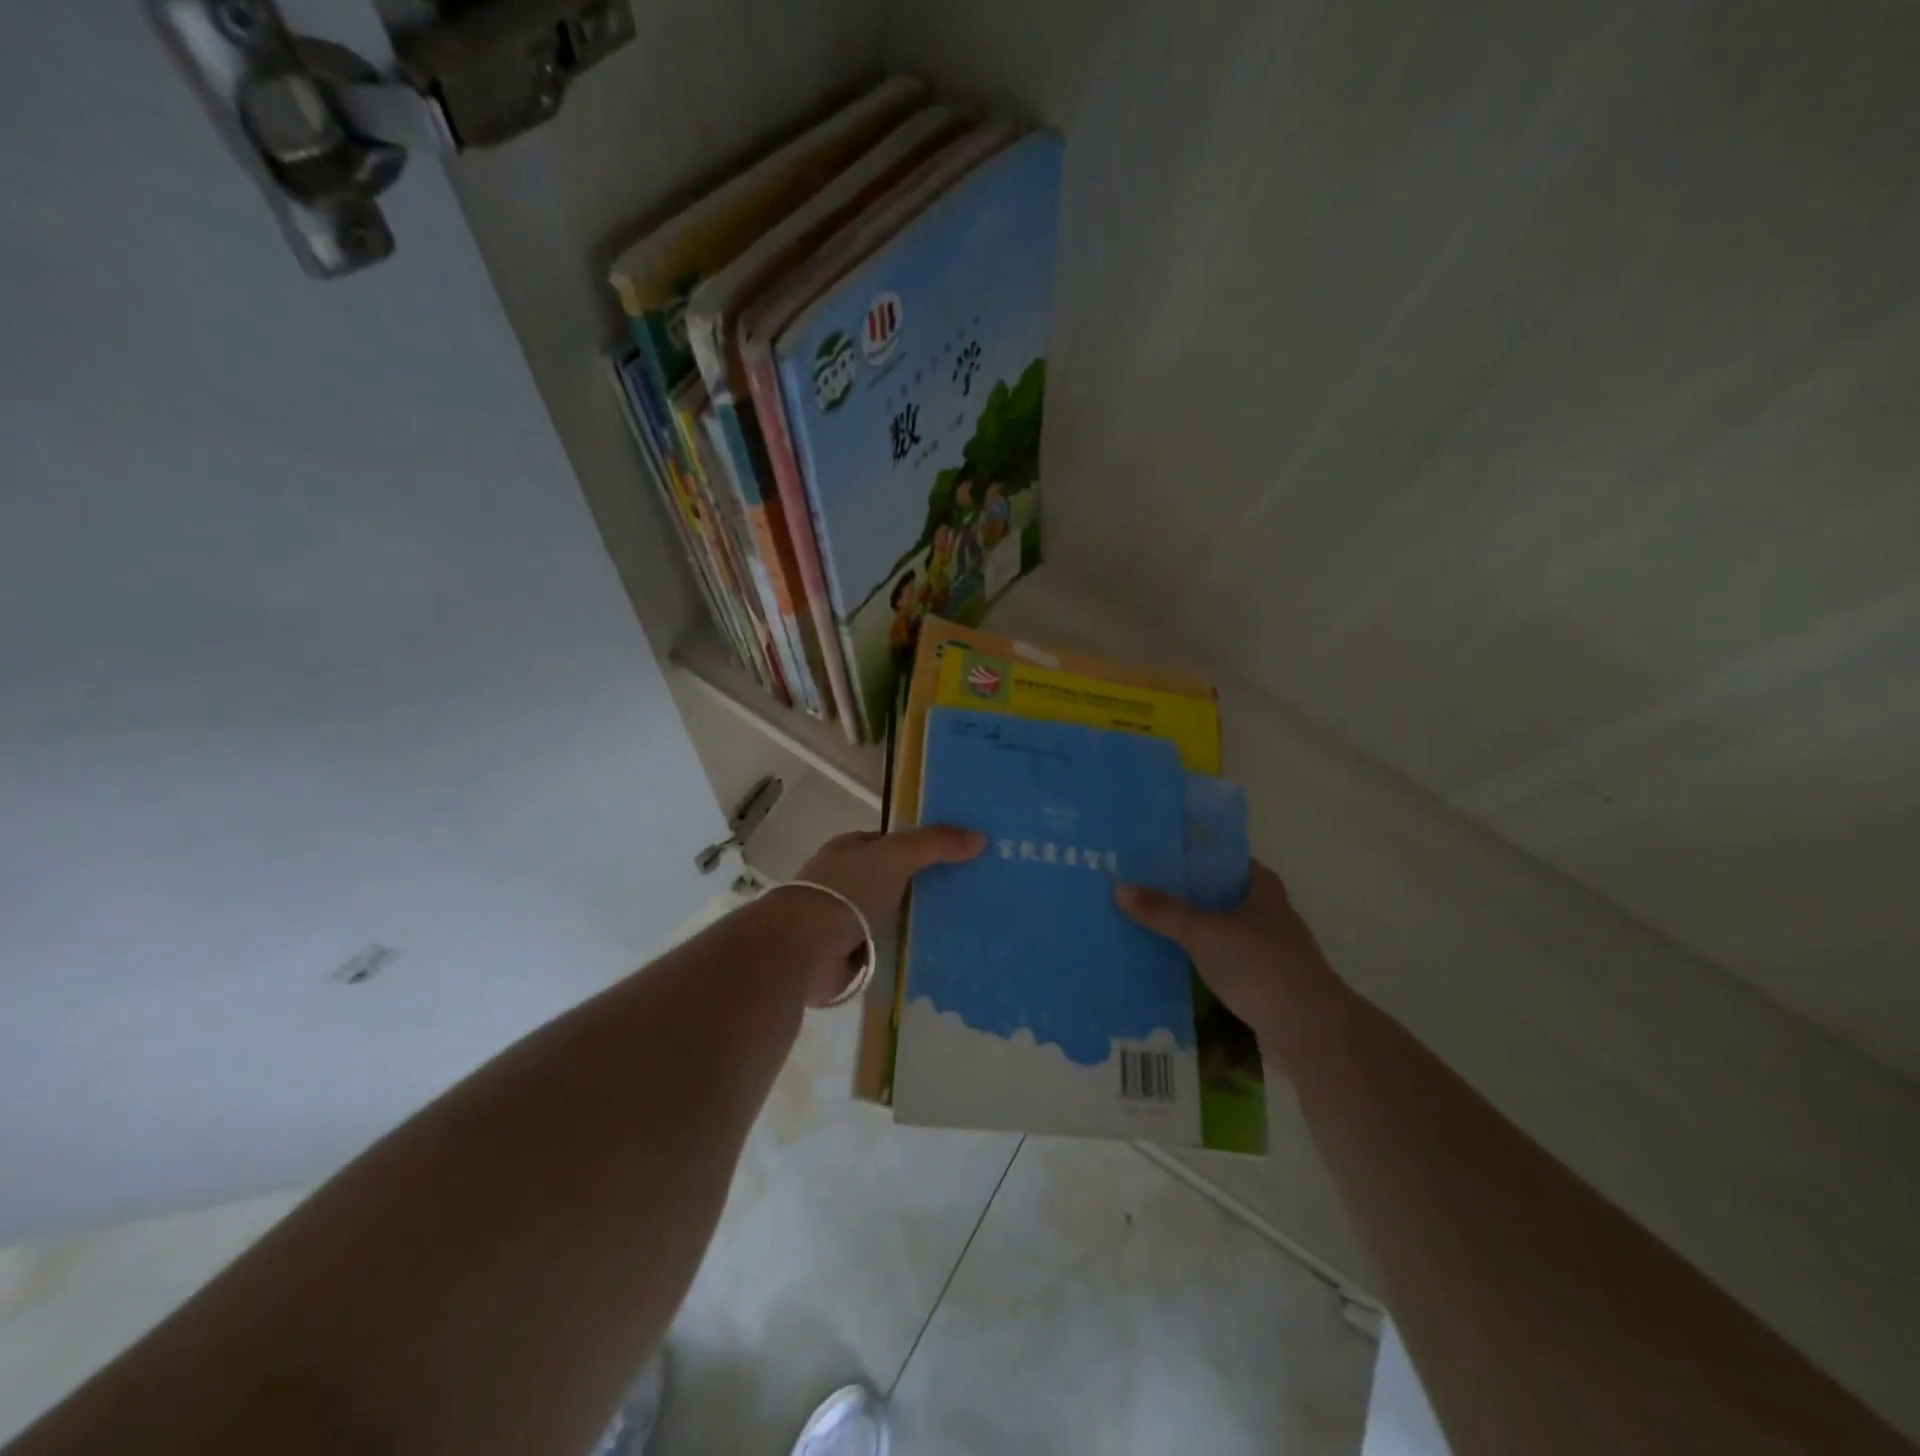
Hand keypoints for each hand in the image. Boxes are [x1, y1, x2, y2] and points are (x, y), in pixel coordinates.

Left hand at [786, 824, 985, 1005]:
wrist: (806, 948)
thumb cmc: (847, 890)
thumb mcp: (896, 855)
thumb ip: (936, 843)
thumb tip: (980, 837)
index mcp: (850, 850)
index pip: (892, 844)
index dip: (923, 847)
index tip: (959, 858)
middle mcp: (845, 881)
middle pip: (895, 881)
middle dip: (925, 889)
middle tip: (971, 896)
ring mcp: (845, 920)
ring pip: (893, 917)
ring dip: (917, 924)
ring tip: (965, 930)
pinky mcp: (849, 955)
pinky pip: (887, 949)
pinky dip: (906, 953)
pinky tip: (939, 958)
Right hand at [1115, 861, 1340, 1051]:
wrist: (1307, 1029)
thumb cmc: (1258, 965)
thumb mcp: (1203, 932)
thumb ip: (1164, 912)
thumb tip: (1120, 887)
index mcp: (1266, 895)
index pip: (1240, 864)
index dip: (1212, 860)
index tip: (1179, 859)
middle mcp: (1275, 920)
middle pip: (1233, 900)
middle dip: (1200, 898)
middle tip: (1158, 893)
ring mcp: (1276, 957)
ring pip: (1233, 936)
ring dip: (1205, 935)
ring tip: (1163, 931)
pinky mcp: (1271, 990)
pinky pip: (1234, 968)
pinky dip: (1212, 967)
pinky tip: (1184, 971)